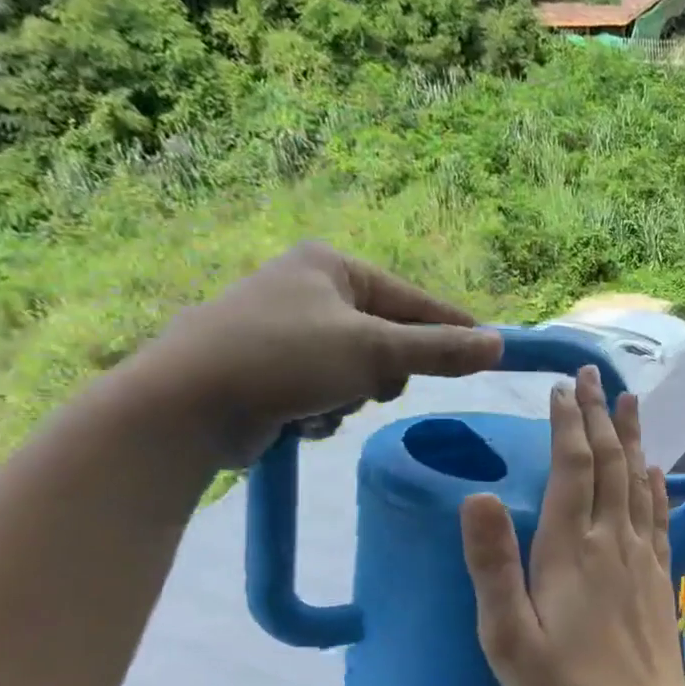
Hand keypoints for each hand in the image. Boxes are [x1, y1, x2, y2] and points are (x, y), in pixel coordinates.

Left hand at [129, 242, 502, 465]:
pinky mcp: (270, 370)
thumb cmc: (285, 359)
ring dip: (352, 396)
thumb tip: (498, 346)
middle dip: (383, 372)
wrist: (185, 405)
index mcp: (332, 267)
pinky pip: (328, 391)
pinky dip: (325, 410)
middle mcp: (309, 290)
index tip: (491, 352)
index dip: (453, 329)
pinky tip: (301, 418)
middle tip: (371, 385)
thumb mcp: (375, 351)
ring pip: (360, 372)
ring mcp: (286, 330)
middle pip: (388, 340)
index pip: (414, 300)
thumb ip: (440, 350)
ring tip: (324, 403)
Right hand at [461, 365, 684, 685]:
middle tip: (593, 374)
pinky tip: (656, 468)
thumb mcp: (507, 636)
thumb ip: (492, 565)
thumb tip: (476, 495)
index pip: (571, 468)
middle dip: (599, 415)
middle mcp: (611, 540)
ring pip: (638, 480)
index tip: (562, 389)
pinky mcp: (659, 576)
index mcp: (569, 549)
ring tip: (629, 400)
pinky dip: (656, 484)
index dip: (567, 425)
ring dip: (632, 436)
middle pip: (609, 463)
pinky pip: (659, 515)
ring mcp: (641, 556)